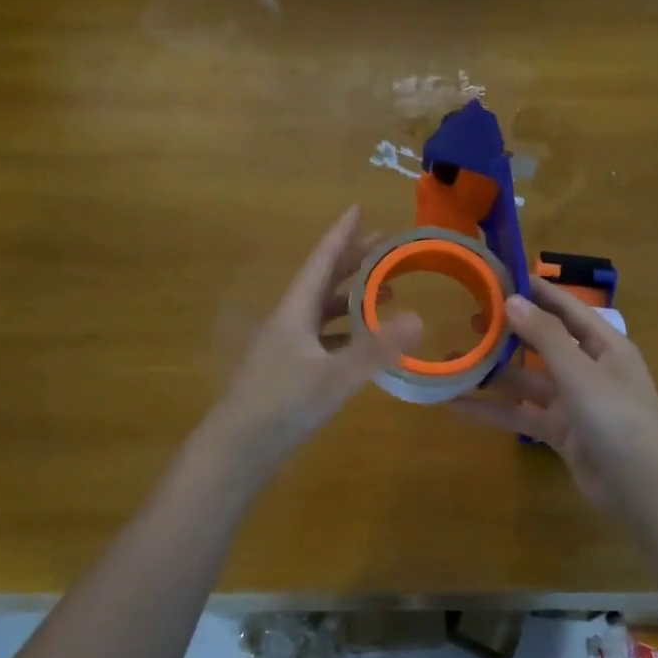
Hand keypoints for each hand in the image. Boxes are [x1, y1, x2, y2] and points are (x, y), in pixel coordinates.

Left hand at [206, 206, 421, 472]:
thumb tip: (419, 318)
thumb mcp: (334, 376)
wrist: (237, 449)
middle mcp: (289, 322)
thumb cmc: (282, 405)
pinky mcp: (290, 372)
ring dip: (352, 298)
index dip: (341, 235)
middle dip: (352, 262)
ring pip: (323, 311)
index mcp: (295, 311)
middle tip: (384, 247)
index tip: (358, 209)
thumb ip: (376, 349)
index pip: (322, 261)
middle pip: (323, 282)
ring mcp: (287, 348)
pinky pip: (323, 338)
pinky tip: (363, 343)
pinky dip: (346, 332)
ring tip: (385, 294)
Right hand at [456, 279, 657, 513]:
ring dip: (494, 374)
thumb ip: (544, 337)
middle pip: (543, 344)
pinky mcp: (560, 432)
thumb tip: (512, 300)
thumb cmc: (618, 417)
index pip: (567, 309)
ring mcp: (574, 402)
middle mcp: (589, 369)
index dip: (538, 292)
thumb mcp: (580, 372)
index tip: (503, 276)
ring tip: (453, 361)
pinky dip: (493, 410)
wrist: (642, 487)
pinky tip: (457, 406)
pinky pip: (522, 415)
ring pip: (527, 381)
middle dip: (509, 333)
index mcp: (605, 346)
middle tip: (469, 318)